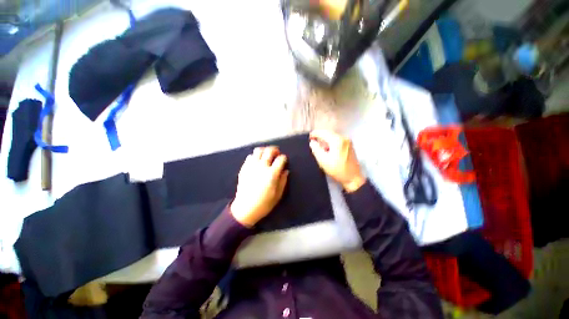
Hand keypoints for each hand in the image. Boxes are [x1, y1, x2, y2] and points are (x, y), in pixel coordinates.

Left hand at [230, 147, 288, 226]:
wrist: (245, 209)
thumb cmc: (264, 204)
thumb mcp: (278, 195)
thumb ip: (283, 181)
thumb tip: (285, 171)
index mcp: (272, 174)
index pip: (280, 159)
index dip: (284, 158)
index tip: (284, 160)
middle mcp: (262, 167)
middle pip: (269, 151)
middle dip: (275, 150)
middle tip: (277, 153)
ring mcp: (252, 166)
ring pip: (258, 151)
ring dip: (264, 151)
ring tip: (266, 155)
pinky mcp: (244, 168)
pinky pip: (250, 157)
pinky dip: (255, 156)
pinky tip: (257, 161)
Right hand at [309, 130, 365, 192]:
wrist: (353, 178)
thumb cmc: (337, 170)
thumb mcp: (323, 160)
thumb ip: (316, 149)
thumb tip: (312, 142)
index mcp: (337, 141)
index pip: (324, 132)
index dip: (315, 133)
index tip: (309, 137)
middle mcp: (343, 138)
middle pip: (329, 133)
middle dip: (320, 136)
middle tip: (313, 140)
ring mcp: (348, 142)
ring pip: (333, 136)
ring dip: (325, 140)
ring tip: (319, 146)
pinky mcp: (349, 146)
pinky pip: (337, 140)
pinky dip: (331, 142)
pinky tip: (327, 149)